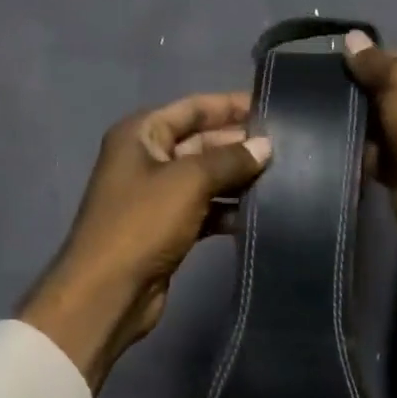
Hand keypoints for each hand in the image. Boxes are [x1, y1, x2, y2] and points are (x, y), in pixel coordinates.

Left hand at [19, 92, 271, 389]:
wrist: (109, 292)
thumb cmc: (142, 224)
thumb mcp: (189, 182)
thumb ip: (230, 159)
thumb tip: (265, 146)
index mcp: (141, 134)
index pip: (193, 108)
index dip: (230, 105)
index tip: (272, 108)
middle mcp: (147, 159)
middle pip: (202, 142)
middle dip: (240, 144)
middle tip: (287, 147)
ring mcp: (157, 195)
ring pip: (207, 178)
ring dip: (239, 178)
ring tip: (284, 178)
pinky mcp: (168, 228)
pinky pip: (205, 208)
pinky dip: (229, 209)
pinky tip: (260, 213)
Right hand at [342, 31, 396, 288]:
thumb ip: (373, 62)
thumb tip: (351, 37)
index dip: (370, 58)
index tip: (335, 63)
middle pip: (385, 91)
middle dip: (357, 93)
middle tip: (317, 90)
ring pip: (375, 125)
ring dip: (354, 125)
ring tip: (314, 116)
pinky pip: (372, 156)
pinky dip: (357, 154)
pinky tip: (328, 146)